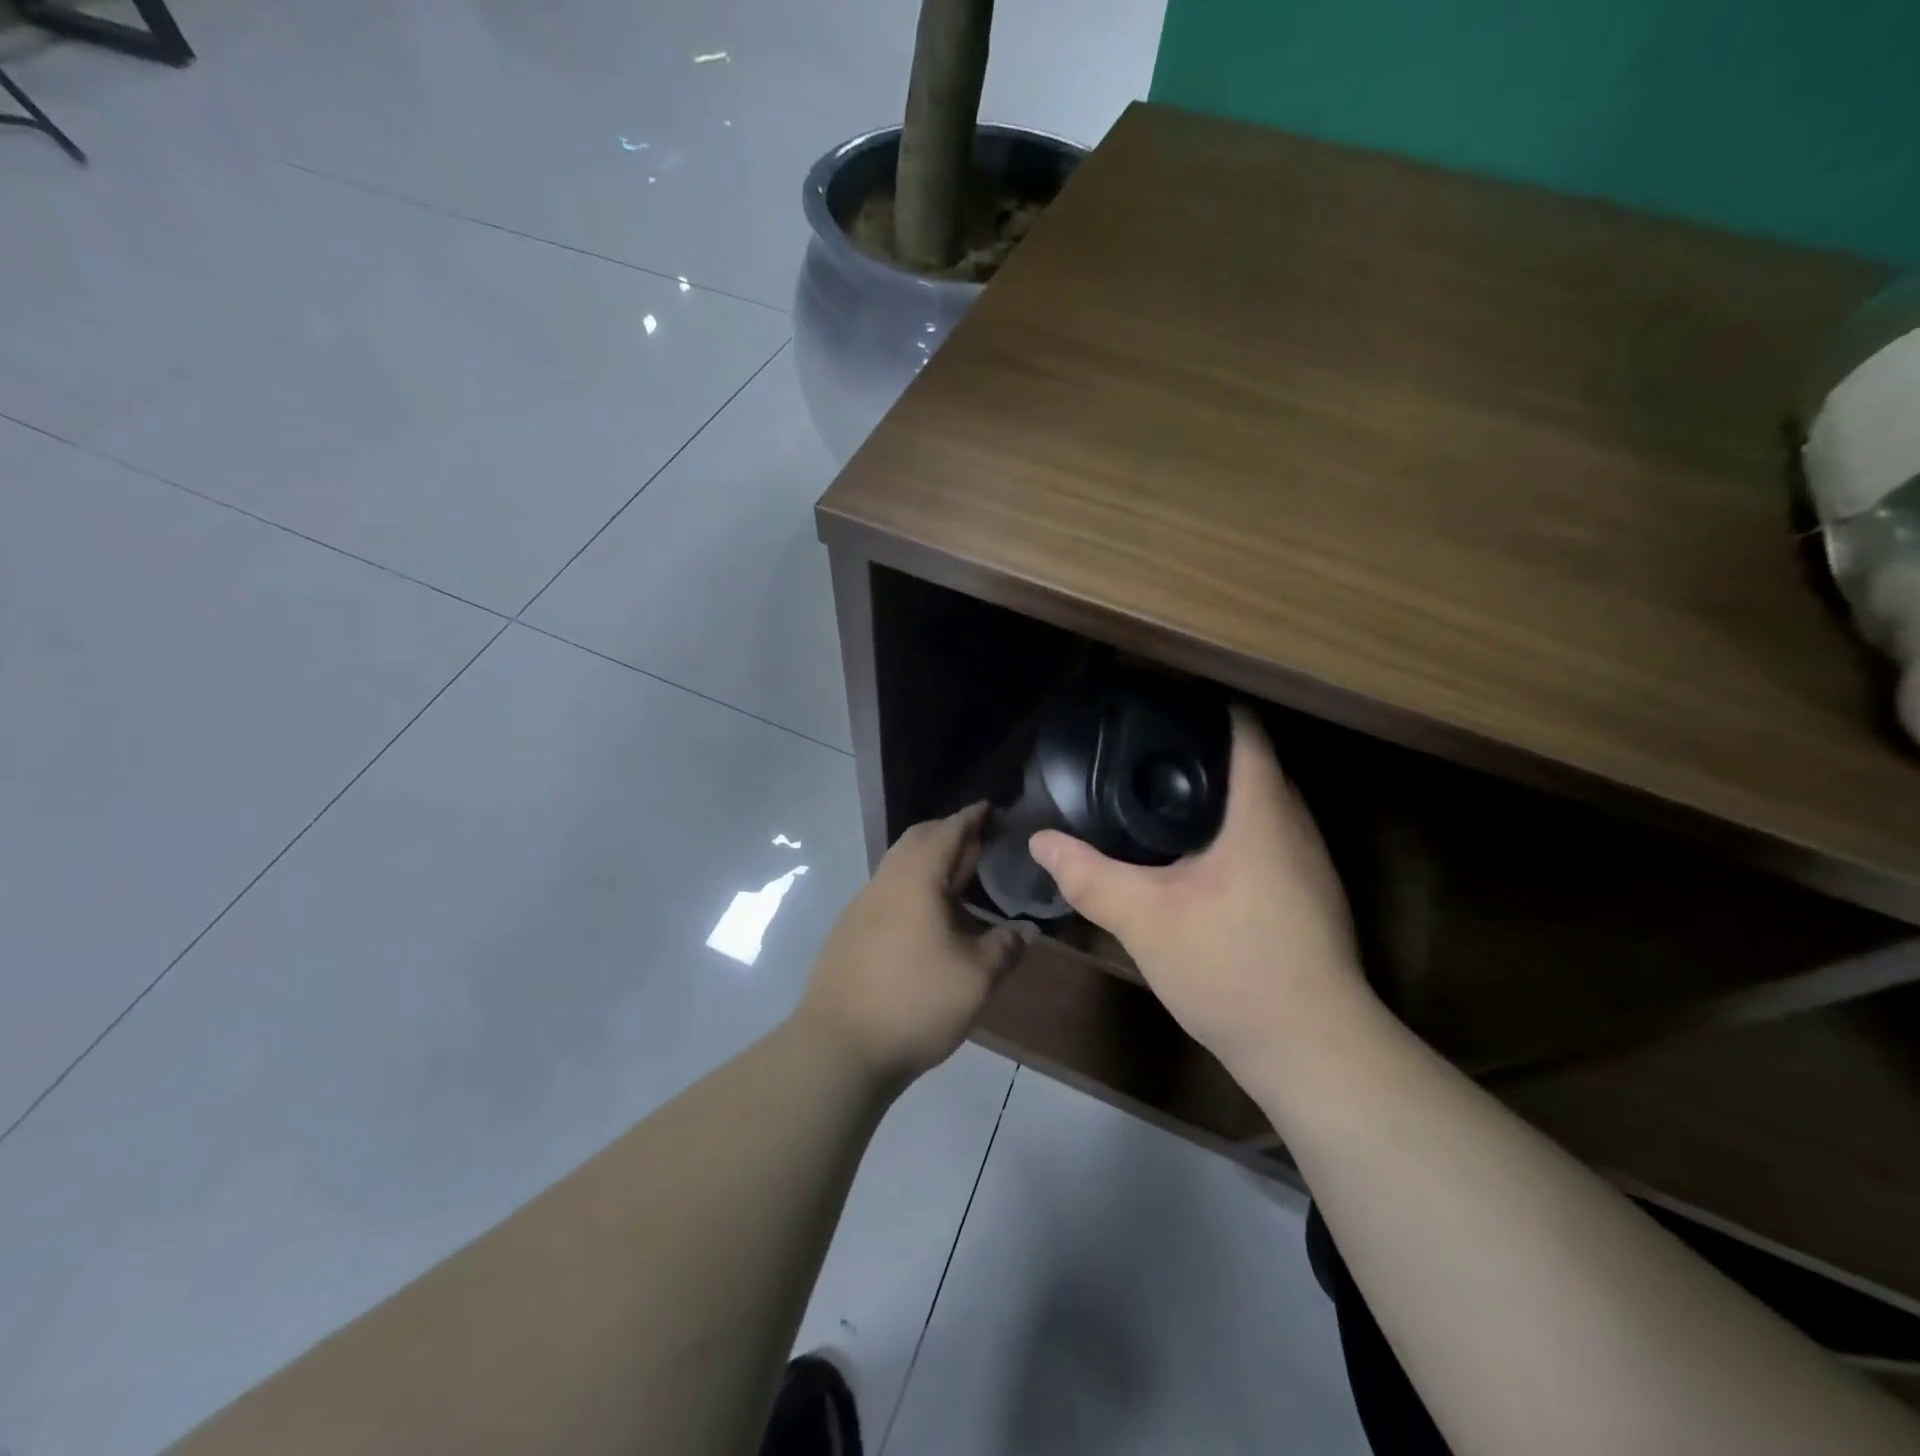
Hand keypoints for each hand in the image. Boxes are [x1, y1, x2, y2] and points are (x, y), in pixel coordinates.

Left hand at [798, 803, 1026, 1088]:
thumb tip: (1027, 930)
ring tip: (959, 877)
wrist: (838, 1047)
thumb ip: (1005, 947)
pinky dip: (913, 886)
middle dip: (948, 833)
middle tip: (979, 840)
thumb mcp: (976, 978)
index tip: (990, 807)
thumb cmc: (914, 1002)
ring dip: (928, 861)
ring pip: (899, 866)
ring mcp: (862, 906)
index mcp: (916, 878)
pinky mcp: (849, 931)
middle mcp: (885, 881)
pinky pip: (888, 891)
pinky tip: (928, 916)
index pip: (948, 831)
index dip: (972, 817)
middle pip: (918, 840)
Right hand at [1029, 707, 1371, 1088]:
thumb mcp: (1146, 920)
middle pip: (1255, 763)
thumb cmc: (1233, 969)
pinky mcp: (1310, 895)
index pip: (1245, 731)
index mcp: (1262, 813)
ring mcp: (1310, 863)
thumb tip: (1041, 841)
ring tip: (1162, 791)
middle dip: (1205, 749)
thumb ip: (1090, 877)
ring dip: (1222, 791)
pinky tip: (1196, 852)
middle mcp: (1296, 825)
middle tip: (1145, 747)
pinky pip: (1270, 836)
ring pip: (1265, 803)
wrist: (1312, 1050)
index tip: (1161, 702)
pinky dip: (1235, 827)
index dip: (1207, 707)